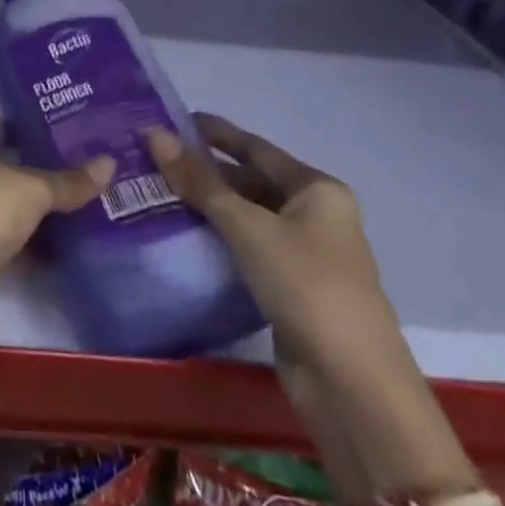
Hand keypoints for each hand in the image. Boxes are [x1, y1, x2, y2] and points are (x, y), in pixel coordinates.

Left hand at [0, 116, 114, 323]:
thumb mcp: (33, 188)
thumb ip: (69, 180)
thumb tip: (110, 163)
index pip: (5, 124)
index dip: (37, 128)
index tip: (77, 134)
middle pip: (11, 166)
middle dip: (46, 171)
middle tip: (92, 170)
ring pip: (13, 204)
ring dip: (43, 210)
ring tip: (92, 205)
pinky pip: (14, 239)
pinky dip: (37, 244)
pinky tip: (74, 246)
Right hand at [144, 114, 397, 377]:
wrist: (353, 386)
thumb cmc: (306, 286)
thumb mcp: (247, 226)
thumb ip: (199, 181)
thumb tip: (154, 133)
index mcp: (317, 190)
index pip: (255, 147)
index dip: (214, 132)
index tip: (170, 119)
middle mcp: (314, 215)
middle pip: (250, 180)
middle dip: (205, 170)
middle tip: (152, 158)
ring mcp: (303, 254)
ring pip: (246, 215)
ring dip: (207, 205)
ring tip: (155, 190)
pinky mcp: (289, 287)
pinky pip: (246, 247)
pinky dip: (216, 237)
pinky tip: (180, 232)